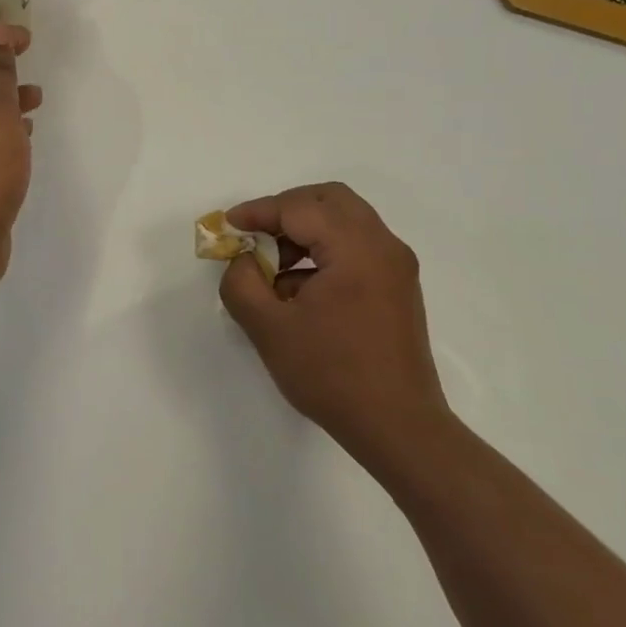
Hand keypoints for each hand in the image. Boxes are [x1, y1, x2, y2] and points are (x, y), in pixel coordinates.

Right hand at [219, 182, 451, 470]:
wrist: (397, 426)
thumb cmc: (331, 374)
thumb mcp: (268, 328)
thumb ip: (241, 282)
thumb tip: (243, 260)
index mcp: (356, 249)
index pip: (300, 207)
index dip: (258, 211)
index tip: (228, 226)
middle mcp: (383, 246)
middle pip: (330, 199)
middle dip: (286, 209)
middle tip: (254, 234)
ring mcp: (396, 267)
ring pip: (345, 221)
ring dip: (304, 231)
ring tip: (273, 268)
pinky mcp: (397, 287)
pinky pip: (356, 247)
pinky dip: (323, 251)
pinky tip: (298, 290)